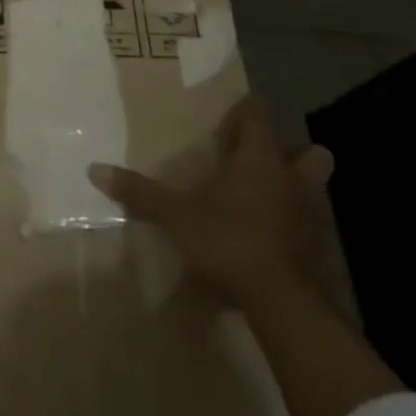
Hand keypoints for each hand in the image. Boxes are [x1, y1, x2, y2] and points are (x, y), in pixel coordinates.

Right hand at [88, 99, 336, 312]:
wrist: (286, 306)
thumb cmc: (231, 242)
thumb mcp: (175, 216)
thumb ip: (139, 192)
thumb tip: (94, 169)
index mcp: (259, 160)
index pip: (259, 115)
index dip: (245, 109)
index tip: (230, 112)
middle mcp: (292, 180)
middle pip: (310, 152)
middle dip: (293, 151)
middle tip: (261, 158)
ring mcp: (313, 217)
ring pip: (316, 190)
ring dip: (299, 189)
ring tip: (268, 197)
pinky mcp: (321, 252)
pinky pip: (312, 227)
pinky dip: (297, 227)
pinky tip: (273, 238)